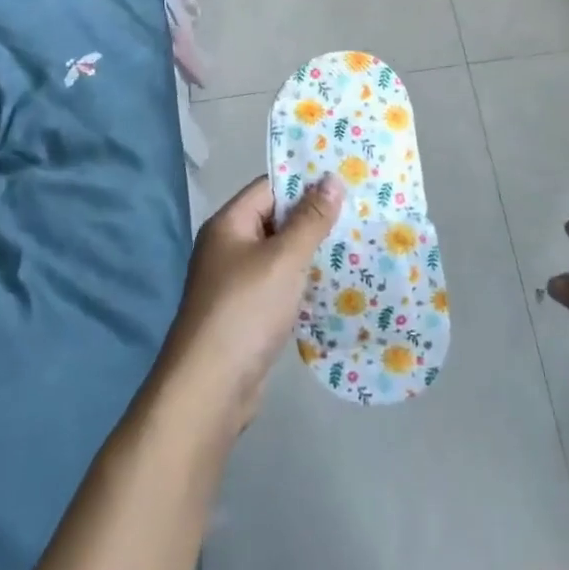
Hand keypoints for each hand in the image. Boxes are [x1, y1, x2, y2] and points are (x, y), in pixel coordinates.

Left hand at [161, 175, 343, 432]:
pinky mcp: (246, 315)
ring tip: (355, 247)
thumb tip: (331, 179)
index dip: (304, 183)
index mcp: (229, 224)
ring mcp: (235, 283)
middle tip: (358, 214)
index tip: (344, 183)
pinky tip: (333, 288)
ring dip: (310, 253)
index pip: (269, 188)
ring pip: (279, 256)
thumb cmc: (246, 310)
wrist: (210, 390)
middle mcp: (228, 248)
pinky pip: (278, 286)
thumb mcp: (284, 259)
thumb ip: (310, 219)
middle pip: (275, 220)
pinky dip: (301, 284)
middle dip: (313, 219)